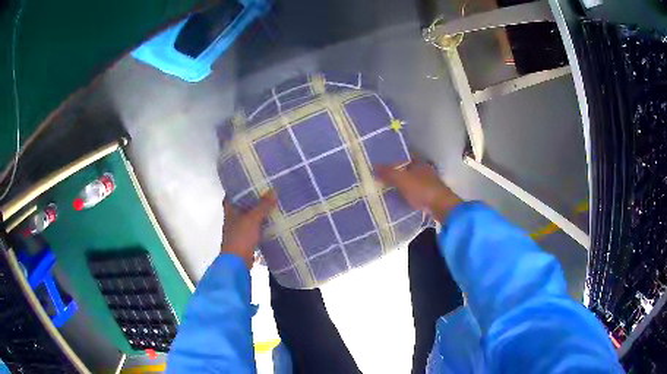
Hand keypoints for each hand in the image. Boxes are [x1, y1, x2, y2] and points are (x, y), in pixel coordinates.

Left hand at [221, 191, 276, 268]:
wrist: (237, 262)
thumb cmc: (240, 237)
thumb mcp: (253, 219)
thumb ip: (263, 206)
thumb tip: (273, 191)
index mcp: (229, 211)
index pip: (230, 196)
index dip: (237, 189)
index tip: (248, 182)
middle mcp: (232, 220)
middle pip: (241, 207)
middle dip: (251, 201)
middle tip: (264, 191)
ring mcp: (238, 231)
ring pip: (248, 218)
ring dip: (257, 213)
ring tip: (270, 205)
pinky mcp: (246, 241)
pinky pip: (254, 230)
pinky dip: (261, 226)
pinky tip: (271, 223)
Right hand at [376, 160, 461, 222]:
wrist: (441, 207)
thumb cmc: (422, 189)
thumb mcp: (402, 180)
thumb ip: (389, 173)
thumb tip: (374, 166)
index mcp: (419, 163)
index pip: (405, 156)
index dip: (394, 158)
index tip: (382, 162)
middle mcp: (424, 171)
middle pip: (408, 169)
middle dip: (397, 172)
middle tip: (381, 176)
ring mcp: (428, 184)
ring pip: (411, 181)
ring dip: (401, 184)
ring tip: (387, 189)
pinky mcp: (429, 196)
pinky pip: (414, 192)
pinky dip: (407, 194)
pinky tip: (399, 199)